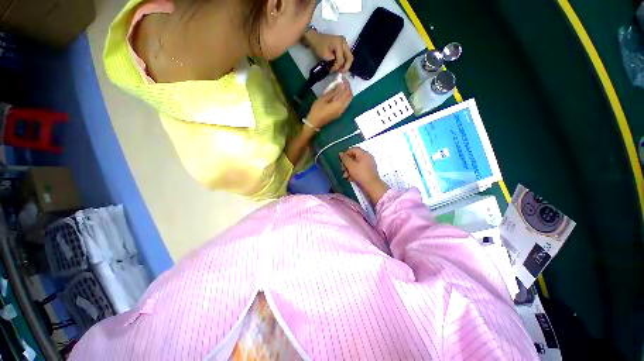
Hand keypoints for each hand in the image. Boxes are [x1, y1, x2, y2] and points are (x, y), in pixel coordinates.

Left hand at [305, 30, 353, 72]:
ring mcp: (344, 43)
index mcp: (339, 43)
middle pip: (350, 57)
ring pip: (349, 57)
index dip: (337, 67)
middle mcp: (344, 42)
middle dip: (346, 67)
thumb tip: (337, 66)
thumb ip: (332, 61)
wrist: (316, 38)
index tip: (331, 70)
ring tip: (340, 70)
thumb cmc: (319, 45)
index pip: (341, 59)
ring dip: (345, 65)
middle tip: (341, 73)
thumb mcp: (324, 55)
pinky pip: (346, 56)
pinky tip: (339, 66)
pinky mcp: (343, 46)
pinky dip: (344, 62)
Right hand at [306, 78, 352, 128]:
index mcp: (339, 104)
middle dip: (348, 88)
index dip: (347, 84)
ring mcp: (341, 112)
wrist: (314, 122)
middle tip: (342, 82)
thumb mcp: (324, 98)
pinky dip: (344, 98)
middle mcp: (343, 108)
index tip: (342, 78)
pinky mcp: (339, 113)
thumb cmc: (317, 110)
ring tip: (340, 87)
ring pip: (348, 101)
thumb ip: (333, 91)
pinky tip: (338, 95)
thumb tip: (341, 84)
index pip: (348, 92)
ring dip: (346, 93)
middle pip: (350, 97)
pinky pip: (345, 104)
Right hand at [340, 148, 388, 203]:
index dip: (345, 154)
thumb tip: (340, 153)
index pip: (352, 149)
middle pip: (353, 157)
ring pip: (355, 164)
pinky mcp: (368, 171)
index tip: (341, 161)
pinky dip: (354, 173)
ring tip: (346, 177)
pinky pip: (359, 169)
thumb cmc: (360, 174)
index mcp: (363, 154)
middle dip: (346, 164)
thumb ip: (345, 159)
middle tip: (342, 170)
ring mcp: (368, 164)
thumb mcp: (350, 166)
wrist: (372, 186)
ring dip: (349, 170)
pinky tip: (350, 179)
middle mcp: (367, 157)